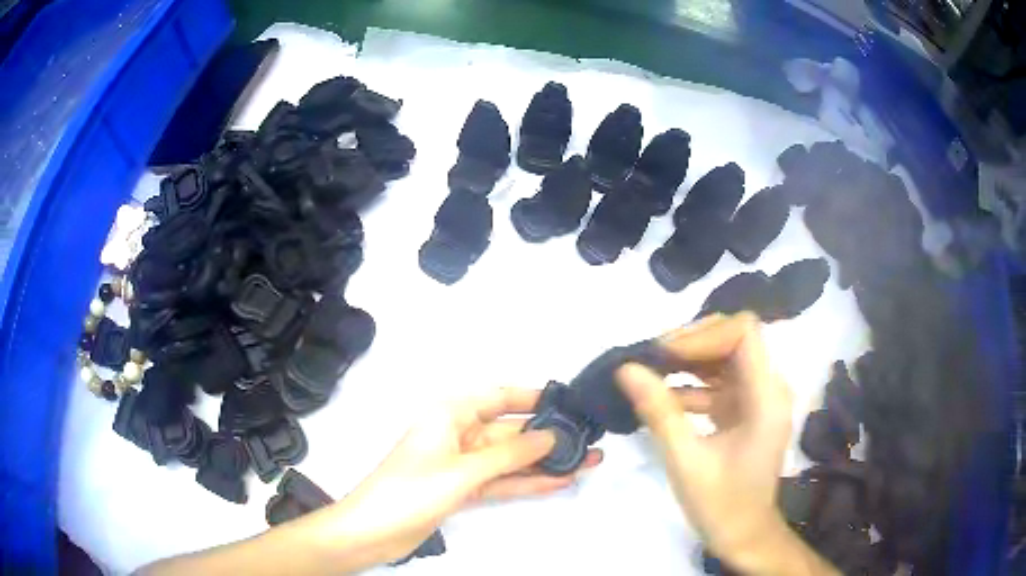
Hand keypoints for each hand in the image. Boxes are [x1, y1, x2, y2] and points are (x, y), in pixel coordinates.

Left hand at [315, 388, 602, 566]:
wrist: (374, 531)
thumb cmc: (412, 490)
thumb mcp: (464, 470)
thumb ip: (510, 454)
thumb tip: (551, 436)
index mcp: (450, 414)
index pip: (498, 396)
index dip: (533, 397)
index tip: (568, 402)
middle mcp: (458, 434)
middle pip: (509, 431)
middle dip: (547, 437)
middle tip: (588, 440)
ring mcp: (461, 464)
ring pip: (509, 459)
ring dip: (543, 462)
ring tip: (586, 461)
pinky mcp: (463, 489)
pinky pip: (500, 481)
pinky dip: (526, 482)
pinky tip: (559, 482)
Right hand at [617, 313, 824, 572]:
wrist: (745, 536)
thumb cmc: (721, 505)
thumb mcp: (685, 460)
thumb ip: (658, 411)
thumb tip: (626, 369)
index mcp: (766, 397)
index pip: (743, 333)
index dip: (703, 335)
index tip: (664, 355)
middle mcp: (769, 388)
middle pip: (734, 339)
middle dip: (692, 344)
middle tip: (650, 360)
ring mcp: (760, 399)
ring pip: (725, 358)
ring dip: (689, 361)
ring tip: (650, 372)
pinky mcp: (748, 410)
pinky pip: (721, 382)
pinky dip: (693, 384)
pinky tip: (663, 396)